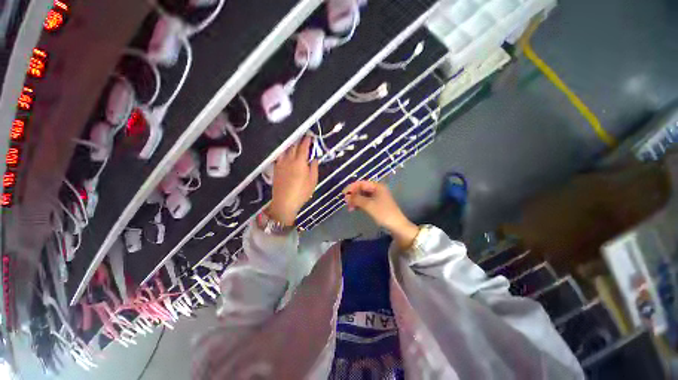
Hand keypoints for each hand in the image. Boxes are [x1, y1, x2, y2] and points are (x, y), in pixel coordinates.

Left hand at [268, 136, 318, 225]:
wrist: (284, 202)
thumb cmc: (302, 193)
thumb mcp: (313, 181)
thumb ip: (313, 168)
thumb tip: (314, 159)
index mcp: (300, 162)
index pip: (303, 147)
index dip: (307, 140)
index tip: (310, 136)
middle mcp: (289, 160)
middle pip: (293, 146)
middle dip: (299, 140)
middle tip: (303, 136)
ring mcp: (281, 163)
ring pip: (285, 149)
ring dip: (290, 144)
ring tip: (294, 142)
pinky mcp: (276, 168)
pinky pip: (280, 156)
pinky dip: (284, 151)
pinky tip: (285, 152)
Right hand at [342, 181, 418, 248]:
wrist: (396, 225)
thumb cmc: (383, 213)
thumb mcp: (368, 205)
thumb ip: (356, 199)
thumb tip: (346, 196)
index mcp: (377, 186)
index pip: (361, 183)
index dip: (351, 188)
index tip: (343, 194)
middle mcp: (377, 189)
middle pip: (361, 189)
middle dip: (353, 195)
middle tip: (346, 203)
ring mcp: (377, 197)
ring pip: (363, 196)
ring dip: (355, 200)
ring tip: (350, 208)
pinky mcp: (377, 204)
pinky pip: (365, 201)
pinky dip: (359, 204)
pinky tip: (355, 209)